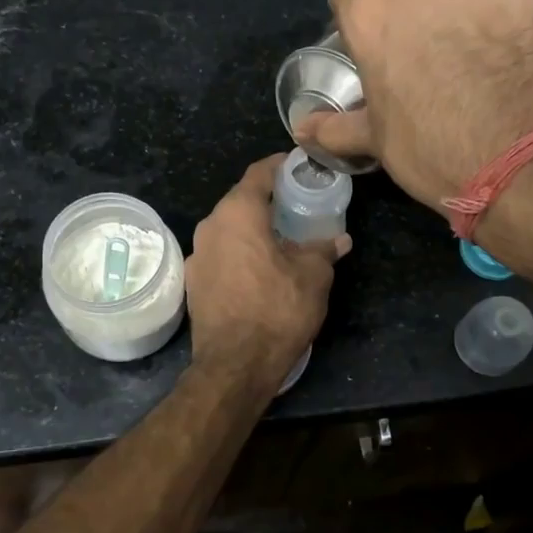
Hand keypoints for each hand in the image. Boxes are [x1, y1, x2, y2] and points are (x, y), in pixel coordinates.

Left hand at [186, 155, 350, 386]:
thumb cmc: (277, 310)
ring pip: (227, 229)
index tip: (297, 166)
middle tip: (295, 205)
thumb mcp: (314, 277)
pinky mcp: (192, 282)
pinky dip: (238, 253)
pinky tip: (258, 270)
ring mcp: (196, 255)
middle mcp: (210, 226)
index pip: (258, 174)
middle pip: (239, 201)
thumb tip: (339, 240)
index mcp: (238, 213)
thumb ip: (324, 250)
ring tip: (279, 239)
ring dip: (251, 229)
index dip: (279, 166)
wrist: (235, 365)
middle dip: (266, 200)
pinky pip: (220, 254)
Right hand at [298, 0, 532, 213]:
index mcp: (370, 16)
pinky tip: (498, 49)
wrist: (513, 161)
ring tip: (457, 42)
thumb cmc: (428, 149)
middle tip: (400, 22)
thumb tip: (301, 129)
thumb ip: (334, 126)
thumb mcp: (374, 141)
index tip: (362, 37)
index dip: (350, 12)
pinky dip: (492, 14)